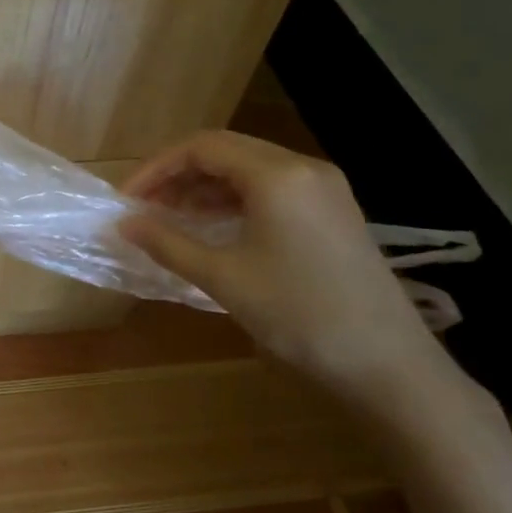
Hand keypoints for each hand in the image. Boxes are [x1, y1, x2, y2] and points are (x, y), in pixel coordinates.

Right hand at [119, 132, 442, 401]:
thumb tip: (124, 223)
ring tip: (173, 220)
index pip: (202, 147)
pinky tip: (215, 229)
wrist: (388, 365)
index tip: (128, 200)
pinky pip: (272, 189)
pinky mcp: (334, 212)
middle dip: (178, 175)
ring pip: (249, 169)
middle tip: (146, 208)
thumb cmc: (298, 314)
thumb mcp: (222, 277)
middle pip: (226, 151)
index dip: (157, 168)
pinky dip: (235, 201)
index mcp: (277, 175)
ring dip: (205, 188)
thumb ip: (168, 243)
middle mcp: (304, 169)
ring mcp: (325, 190)